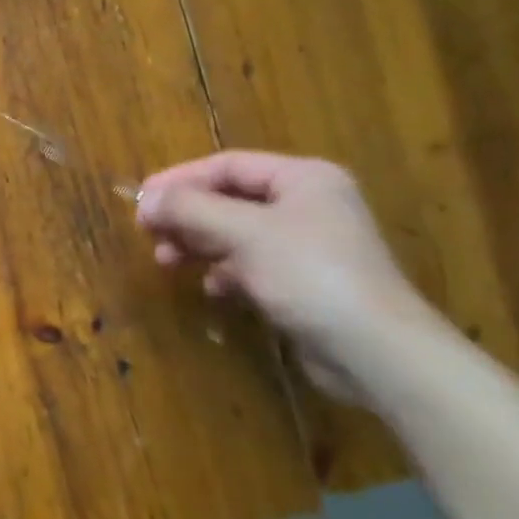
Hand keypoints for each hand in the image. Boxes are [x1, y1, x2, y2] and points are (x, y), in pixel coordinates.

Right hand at [135, 151, 440, 400]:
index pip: (228, 165)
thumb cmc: (309, 274)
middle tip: (149, 231)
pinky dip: (226, 272)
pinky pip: (253, 266)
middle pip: (230, 199)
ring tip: (166, 260)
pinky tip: (211, 288)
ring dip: (199, 244)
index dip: (181, 178)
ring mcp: (309, 247)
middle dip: (187, 215)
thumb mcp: (243, 232)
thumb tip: (145, 198)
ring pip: (237, 234)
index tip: (142, 198)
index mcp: (303, 179)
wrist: (377, 353)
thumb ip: (190, 209)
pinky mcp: (306, 285)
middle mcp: (308, 205)